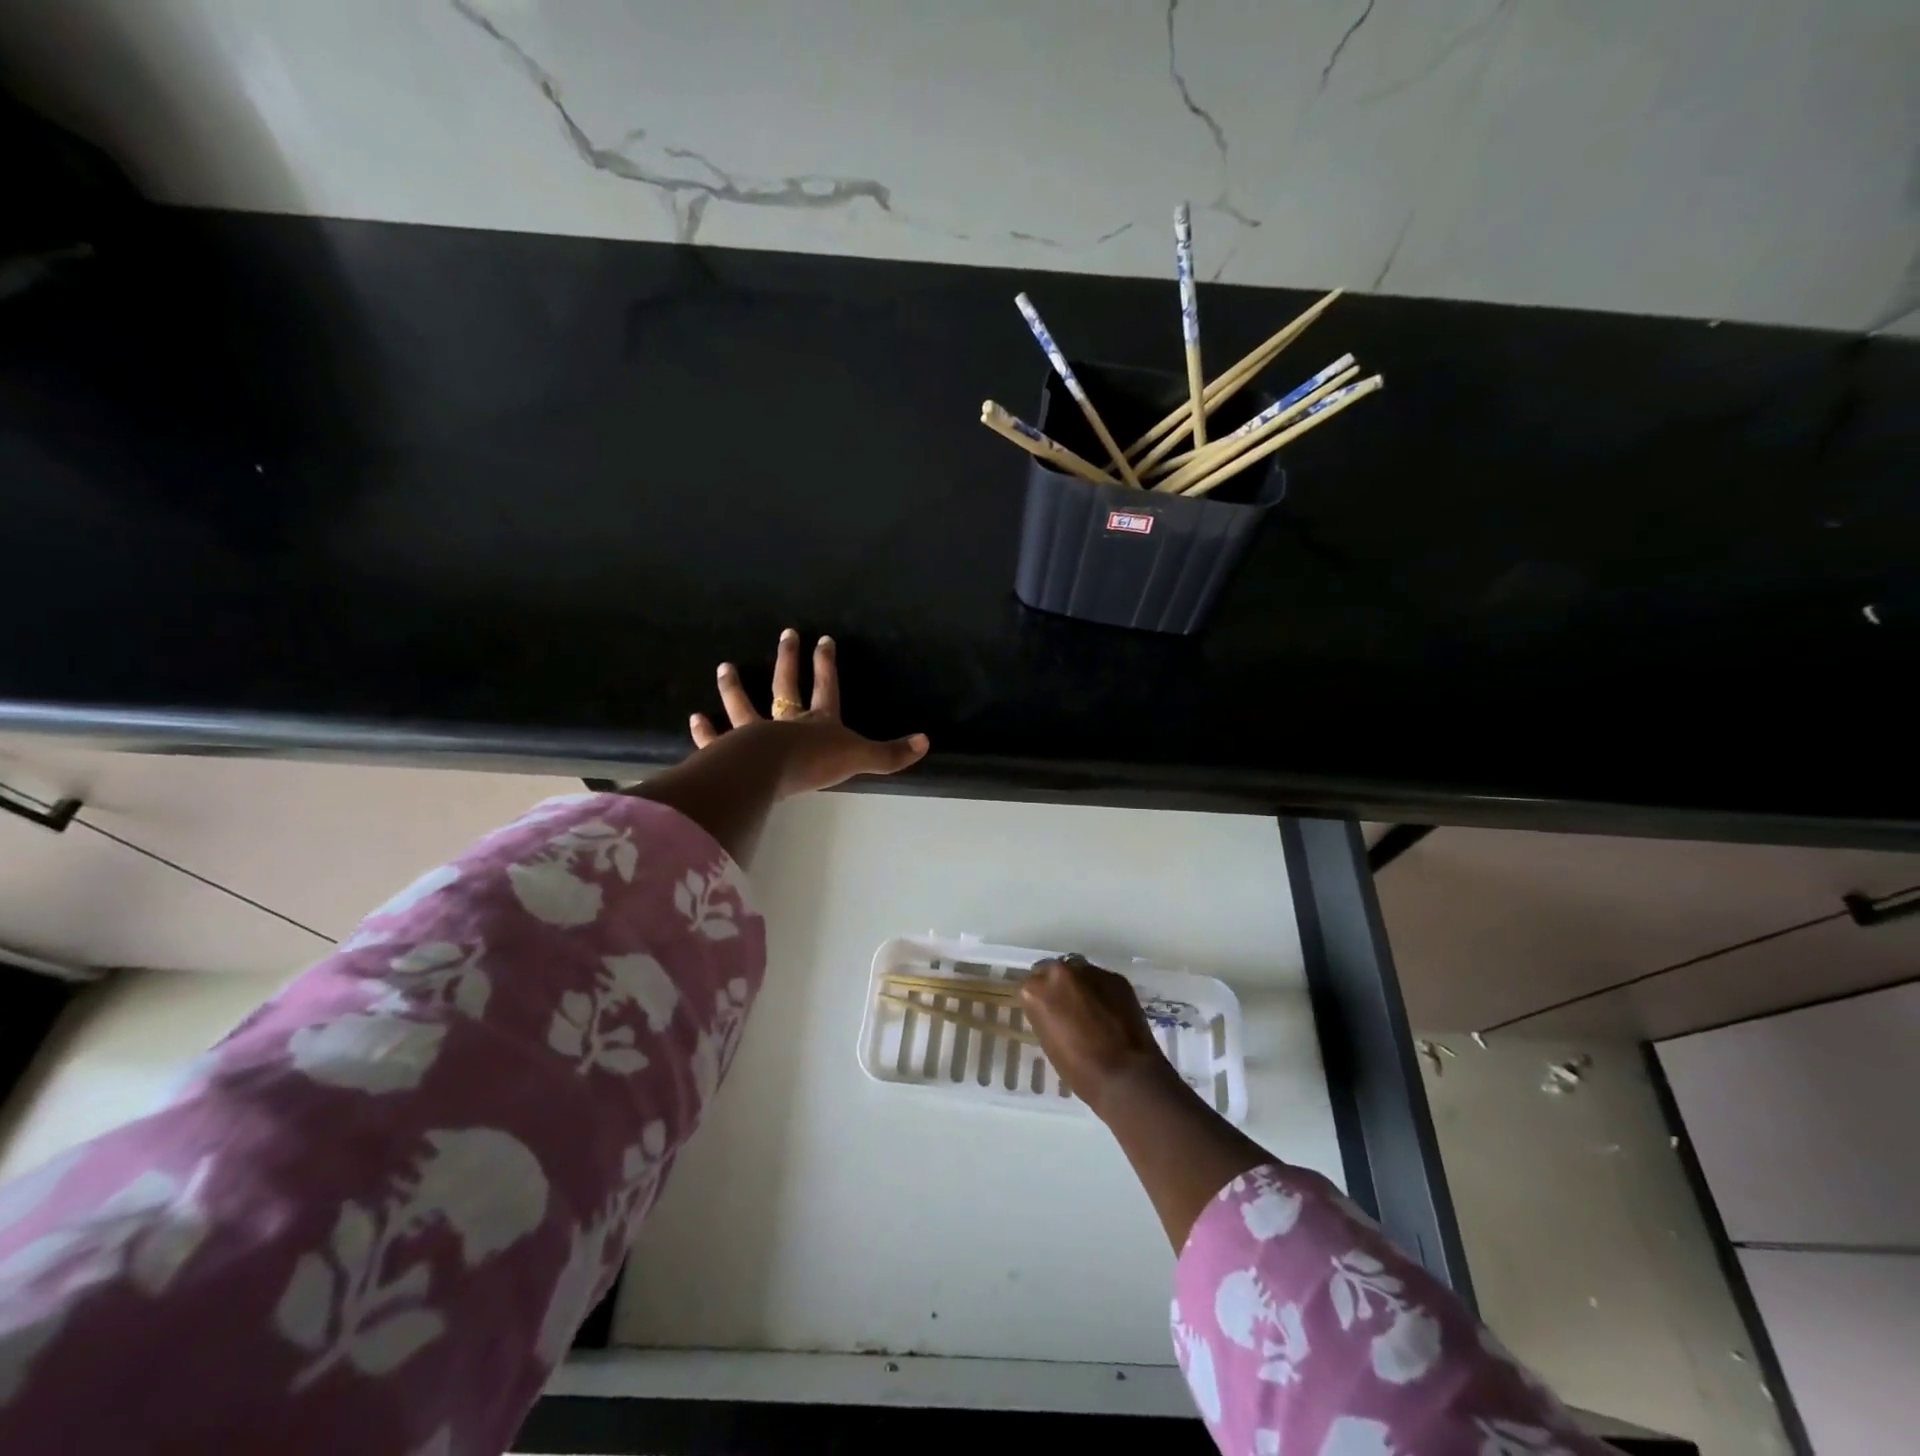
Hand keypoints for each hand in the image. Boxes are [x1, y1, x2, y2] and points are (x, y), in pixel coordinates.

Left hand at [689, 629, 928, 798]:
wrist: (772, 771)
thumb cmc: (816, 762)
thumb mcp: (860, 757)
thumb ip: (891, 754)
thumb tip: (926, 742)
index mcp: (818, 722)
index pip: (826, 687)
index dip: (826, 665)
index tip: (823, 639)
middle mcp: (786, 723)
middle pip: (786, 686)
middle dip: (787, 660)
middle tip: (786, 634)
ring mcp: (755, 735)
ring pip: (744, 706)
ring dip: (733, 688)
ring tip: (723, 668)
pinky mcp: (731, 753)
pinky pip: (716, 740)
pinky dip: (705, 733)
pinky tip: (695, 720)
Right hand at [1019, 955, 1176, 1117]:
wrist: (1126, 1076)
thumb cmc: (1080, 1069)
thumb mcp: (1049, 1042)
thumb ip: (1046, 1015)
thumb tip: (1054, 1010)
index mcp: (1037, 990)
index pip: (1029, 986)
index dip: (1039, 1001)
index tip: (1045, 1013)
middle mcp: (1060, 972)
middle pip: (1053, 971)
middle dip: (1058, 986)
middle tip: (1067, 1008)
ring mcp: (1091, 971)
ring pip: (1079, 972)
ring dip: (1080, 986)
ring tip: (1091, 1009)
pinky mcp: (1116, 978)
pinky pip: (1102, 980)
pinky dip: (1102, 991)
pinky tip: (1110, 1012)